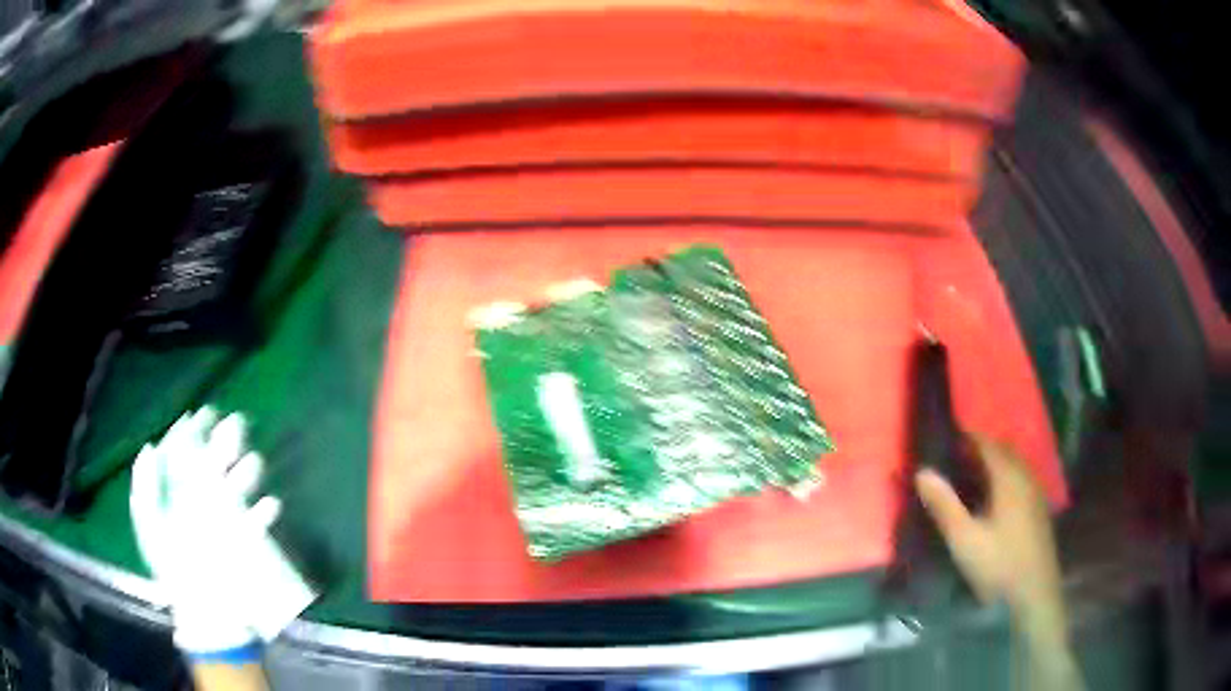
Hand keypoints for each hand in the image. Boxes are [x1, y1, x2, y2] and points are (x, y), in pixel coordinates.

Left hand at [129, 408, 314, 657]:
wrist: (202, 614)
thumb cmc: (171, 570)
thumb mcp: (148, 527)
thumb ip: (145, 487)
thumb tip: (148, 446)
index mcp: (177, 495)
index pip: (184, 455)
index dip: (191, 433)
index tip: (201, 415)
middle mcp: (202, 501)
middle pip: (214, 463)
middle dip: (225, 441)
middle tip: (236, 424)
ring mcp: (225, 521)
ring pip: (239, 486)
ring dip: (248, 472)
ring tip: (252, 462)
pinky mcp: (245, 542)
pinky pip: (258, 523)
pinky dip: (265, 513)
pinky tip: (269, 504)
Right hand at [915, 436, 1079, 688]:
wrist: (1034, 595)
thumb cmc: (998, 565)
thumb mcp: (964, 540)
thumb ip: (944, 505)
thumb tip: (923, 471)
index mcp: (1009, 478)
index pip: (987, 444)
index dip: (966, 438)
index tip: (944, 440)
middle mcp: (1026, 478)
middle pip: (1003, 451)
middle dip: (980, 450)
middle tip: (954, 461)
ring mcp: (1036, 494)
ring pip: (1014, 467)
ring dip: (994, 465)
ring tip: (970, 480)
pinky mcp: (1039, 511)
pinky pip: (1021, 481)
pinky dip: (1005, 479)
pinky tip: (994, 503)